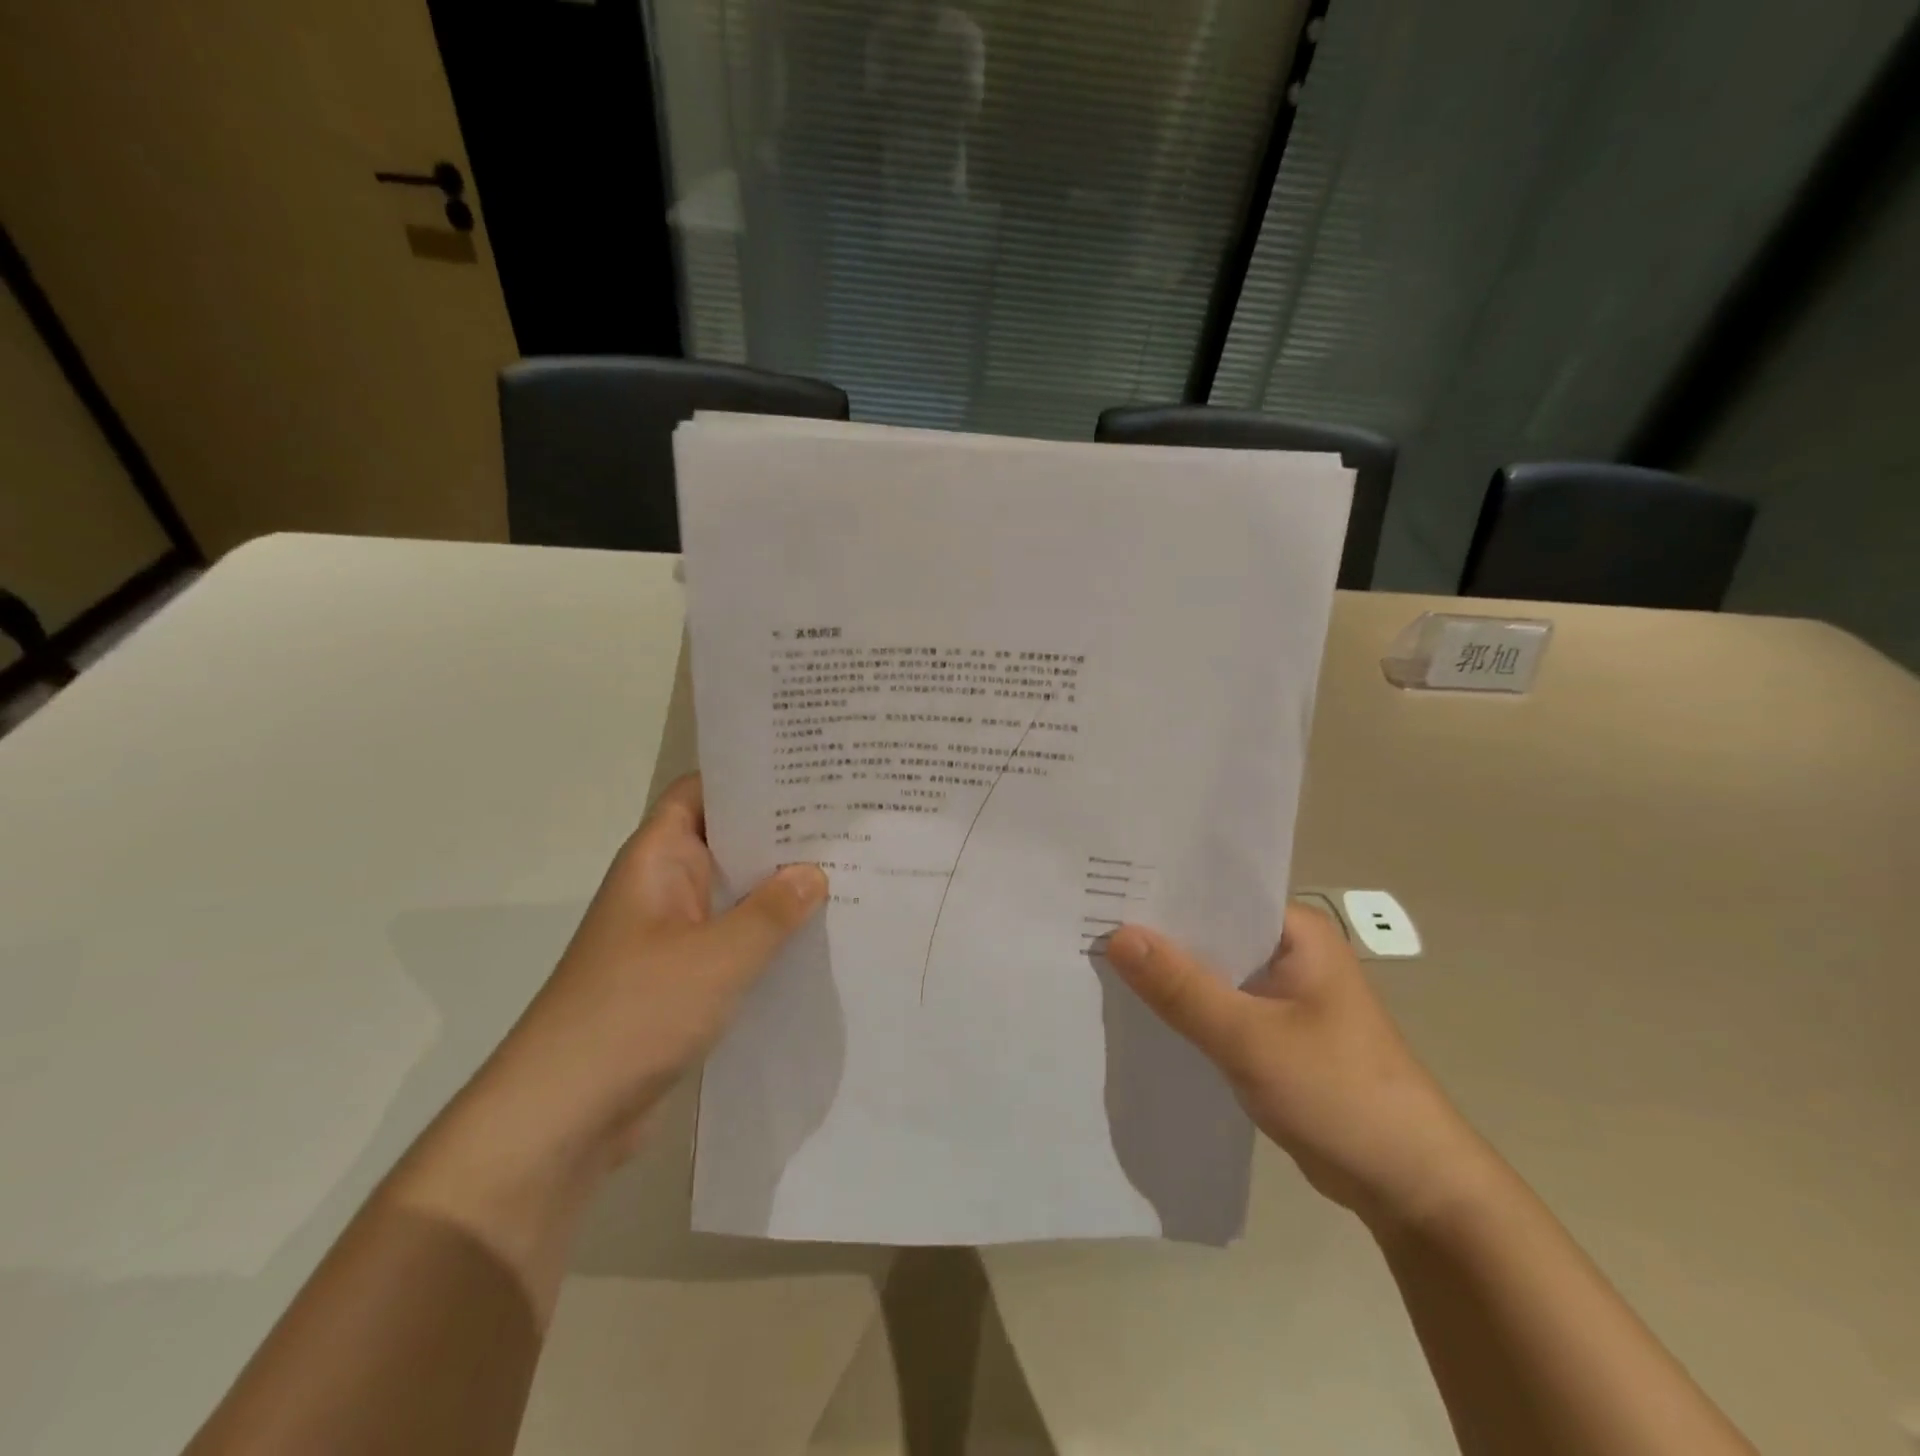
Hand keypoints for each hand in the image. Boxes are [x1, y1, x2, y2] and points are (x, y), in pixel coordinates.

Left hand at [468, 773, 828, 1171]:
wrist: (563, 1116)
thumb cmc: (635, 1013)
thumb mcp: (717, 957)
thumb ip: (771, 911)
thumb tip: (814, 872)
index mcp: (658, 860)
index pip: (703, 793)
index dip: (750, 777)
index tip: (810, 771)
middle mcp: (664, 887)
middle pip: (725, 841)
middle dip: (780, 832)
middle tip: (847, 821)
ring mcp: (672, 934)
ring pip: (733, 893)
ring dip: (778, 887)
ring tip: (848, 870)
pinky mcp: (682, 978)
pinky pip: (733, 939)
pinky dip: (767, 934)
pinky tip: (817, 936)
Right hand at [1103, 905, 1492, 1233]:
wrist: (1411, 1189)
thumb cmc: (1341, 1094)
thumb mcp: (1252, 1039)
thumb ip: (1182, 988)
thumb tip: (1116, 936)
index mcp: (1295, 931)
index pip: (1215, 893)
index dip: (1160, 890)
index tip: (1101, 886)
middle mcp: (1287, 952)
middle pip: (1208, 931)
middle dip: (1156, 932)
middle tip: (1084, 920)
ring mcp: (1280, 994)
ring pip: (1209, 972)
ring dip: (1166, 973)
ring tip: (1095, 957)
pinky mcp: (1272, 1033)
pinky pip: (1216, 1006)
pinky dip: (1183, 1007)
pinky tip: (1136, 1008)